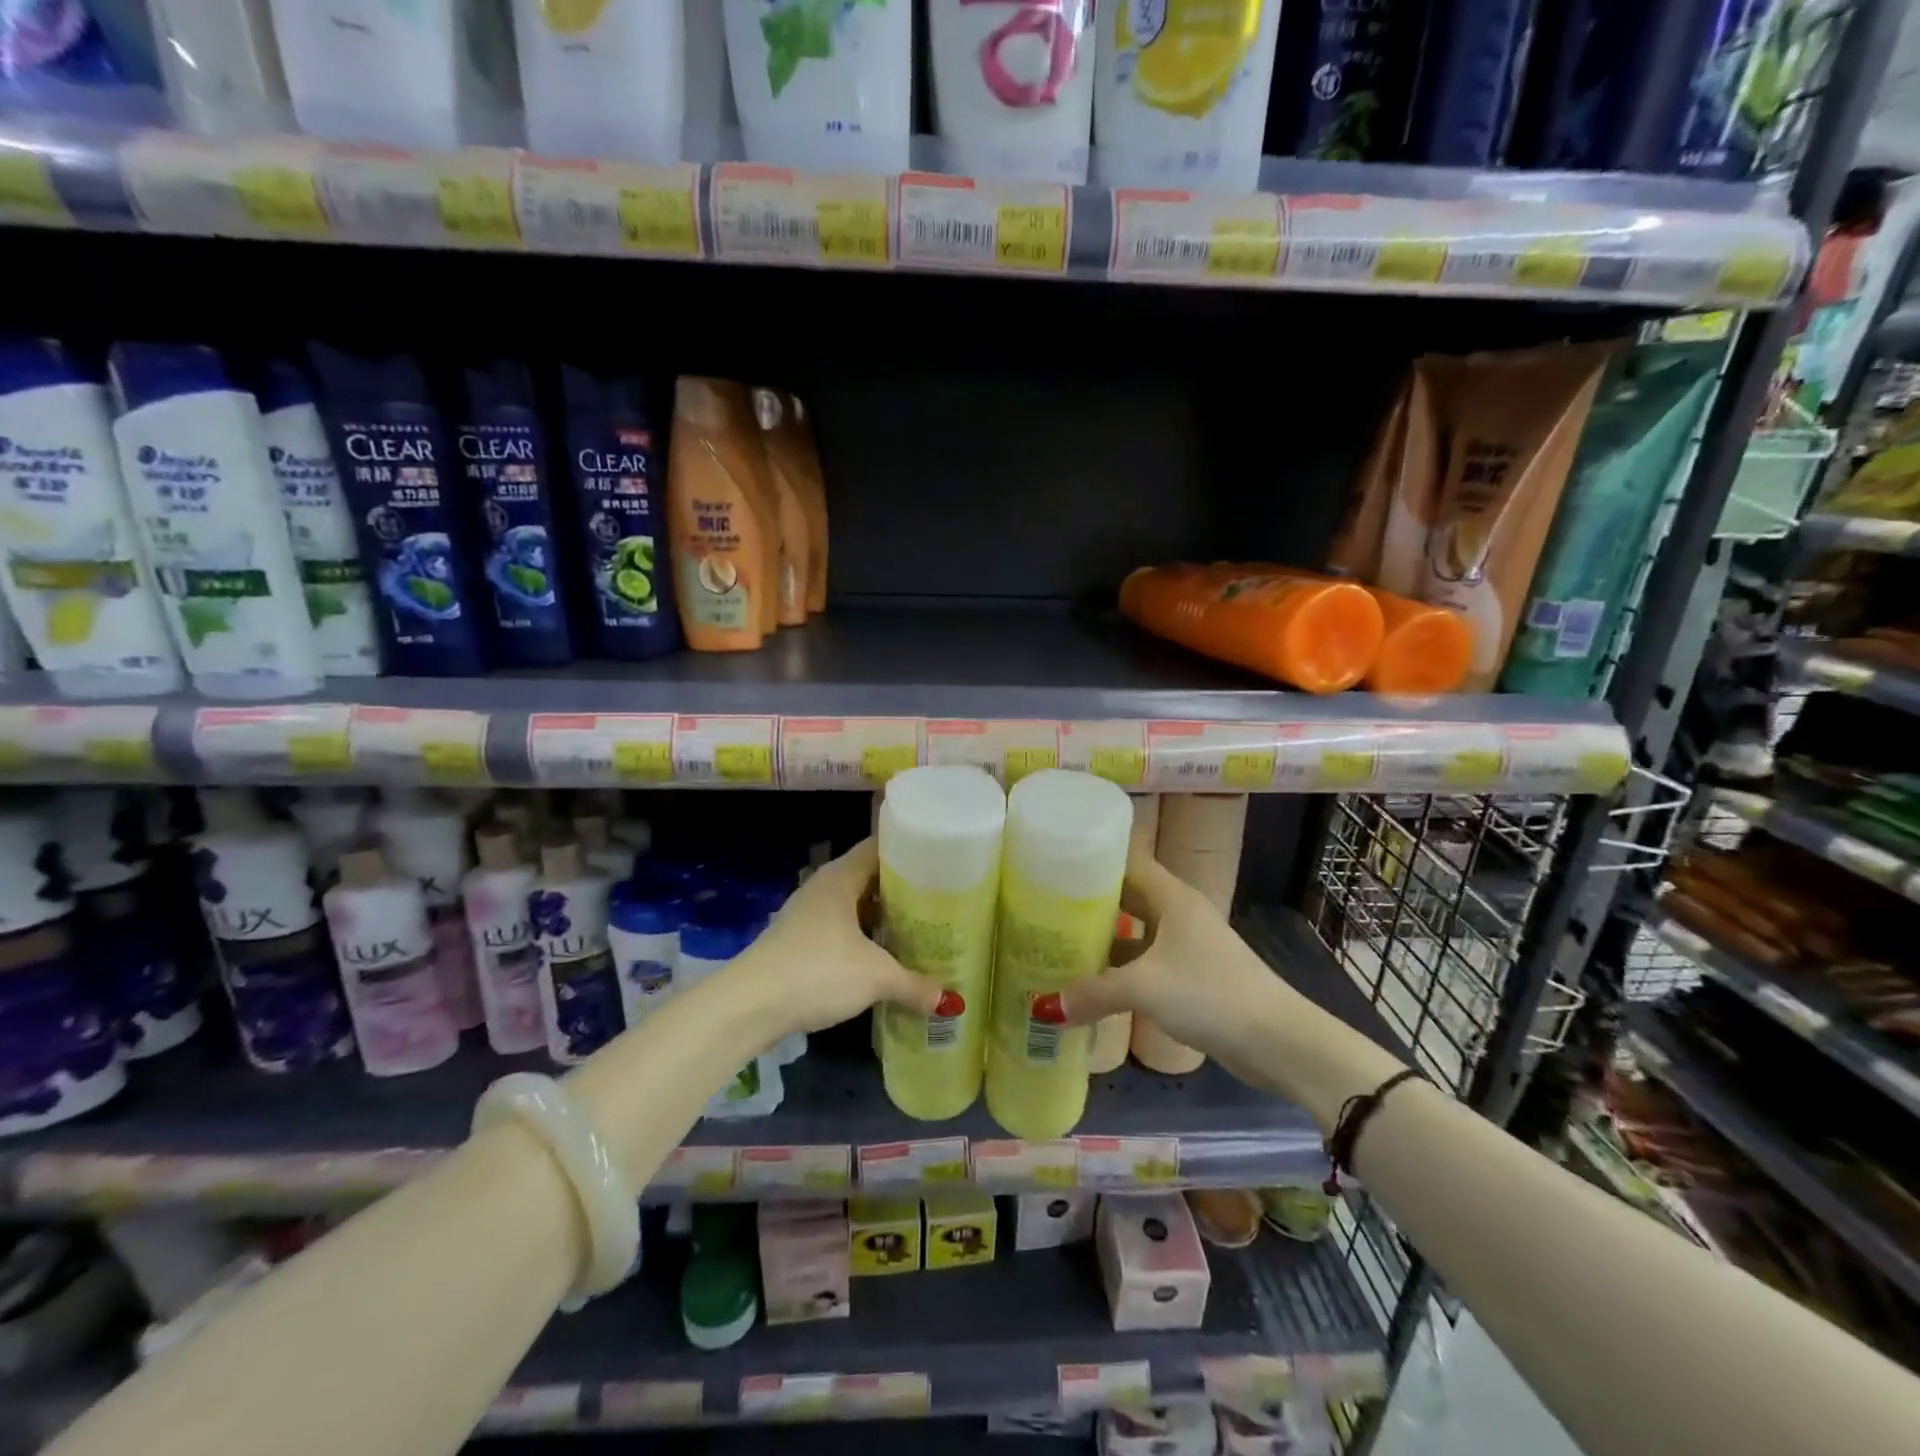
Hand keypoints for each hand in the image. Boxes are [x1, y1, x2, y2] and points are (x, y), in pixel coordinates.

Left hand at [747, 839, 946, 1037]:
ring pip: (855, 907)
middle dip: (902, 889)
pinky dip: (864, 939)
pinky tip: (884, 958)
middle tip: (939, 900)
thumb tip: (948, 1001)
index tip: (941, 861)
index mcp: (841, 878)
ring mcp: (808, 915)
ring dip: (882, 917)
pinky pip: (841, 930)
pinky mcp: (799, 942)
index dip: (910, 850)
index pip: (880, 847)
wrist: (748, 1007)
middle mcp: (824, 888)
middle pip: (870, 878)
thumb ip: (914, 984)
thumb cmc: (816, 972)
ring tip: (919, 929)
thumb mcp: (875, 977)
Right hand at [1054, 848, 1301, 1087]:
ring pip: (1134, 932)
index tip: (1051, 866)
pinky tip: (1091, 983)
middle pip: (1126, 896)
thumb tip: (1044, 1007)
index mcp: (1171, 897)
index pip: (1125, 862)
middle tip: (1043, 907)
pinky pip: (1145, 961)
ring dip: (1103, 939)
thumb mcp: (1144, 988)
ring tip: (1057, 943)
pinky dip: (1120, 968)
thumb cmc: (1210, 994)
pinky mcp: (1192, 975)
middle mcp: (1178, 912)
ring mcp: (1187, 944)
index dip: (1091, 860)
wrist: (1278, 1040)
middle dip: (1088, 902)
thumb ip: (1093, 993)